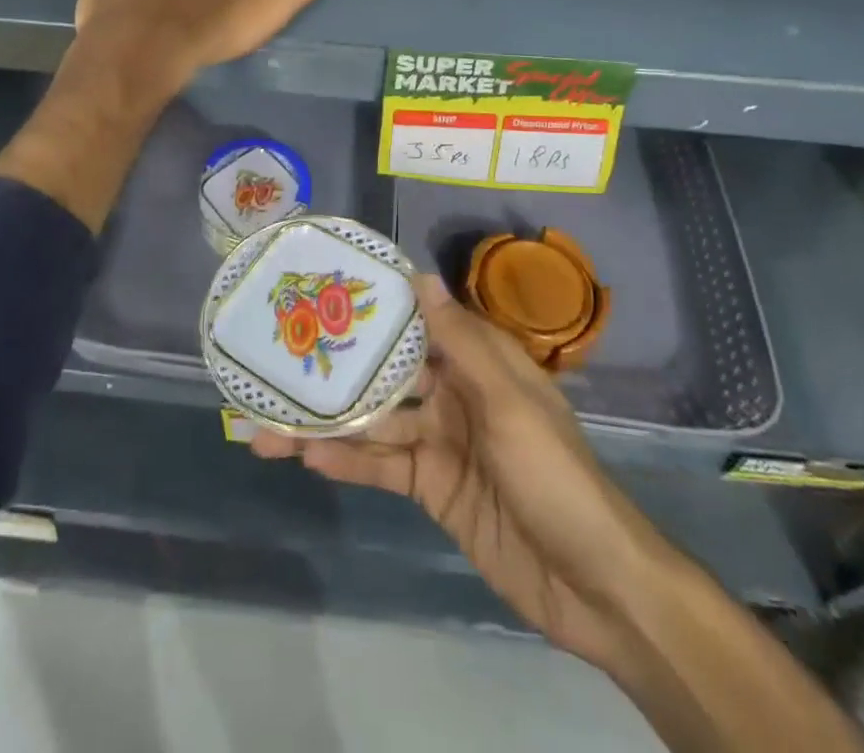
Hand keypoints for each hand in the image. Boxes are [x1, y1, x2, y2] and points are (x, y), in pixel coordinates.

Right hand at [252, 276, 653, 667]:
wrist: (594, 586)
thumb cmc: (553, 475)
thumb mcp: (510, 402)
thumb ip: (461, 342)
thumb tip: (420, 277)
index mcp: (479, 363)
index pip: (420, 322)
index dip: (376, 307)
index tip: (324, 290)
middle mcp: (455, 394)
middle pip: (386, 374)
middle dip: (337, 370)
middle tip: (278, 359)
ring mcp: (440, 442)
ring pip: (375, 423)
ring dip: (327, 422)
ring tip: (269, 422)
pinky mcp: (431, 488)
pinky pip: (382, 467)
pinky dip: (346, 460)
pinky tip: (305, 456)